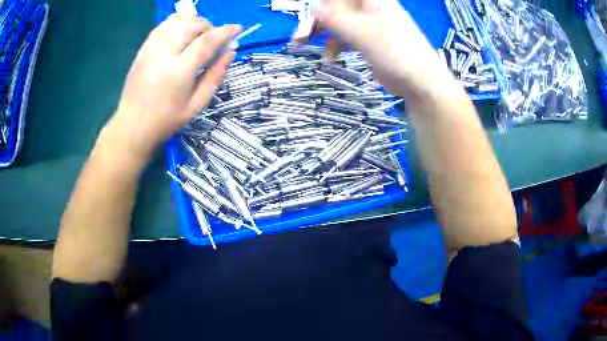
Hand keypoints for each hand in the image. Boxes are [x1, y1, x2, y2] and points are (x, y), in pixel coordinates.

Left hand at [108, 14, 239, 158]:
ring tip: (196, 37)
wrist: (132, 124)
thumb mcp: (196, 104)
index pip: (206, 41)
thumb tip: (230, 53)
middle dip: (209, 27)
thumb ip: (215, 76)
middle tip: (212, 41)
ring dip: (193, 23)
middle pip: (192, 24)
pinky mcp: (143, 48)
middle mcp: (164, 53)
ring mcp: (151, 48)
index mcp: (179, 71)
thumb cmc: (166, 120)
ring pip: (178, 20)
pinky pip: (164, 25)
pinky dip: (178, 24)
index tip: (237, 28)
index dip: (225, 32)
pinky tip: (181, 37)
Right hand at [315, 0, 453, 99]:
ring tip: (304, 47)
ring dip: (322, 34)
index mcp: (372, 0)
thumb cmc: (396, 52)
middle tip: (299, 36)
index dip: (324, 4)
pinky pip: (346, 37)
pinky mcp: (369, 41)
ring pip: (339, 22)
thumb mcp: (363, 32)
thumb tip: (313, 7)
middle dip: (317, 20)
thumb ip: (335, 18)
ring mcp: (370, 25)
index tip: (309, 15)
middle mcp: (370, 9)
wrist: (420, 82)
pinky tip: (329, 58)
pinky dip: (335, 46)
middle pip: (336, 7)